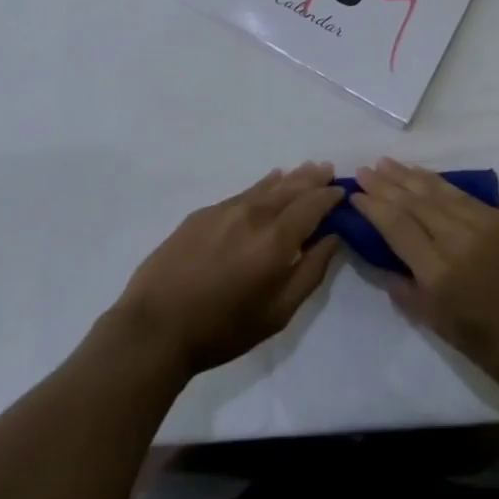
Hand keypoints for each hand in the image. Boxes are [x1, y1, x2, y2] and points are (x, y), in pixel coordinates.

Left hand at [113, 164, 343, 376]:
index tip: (342, 190)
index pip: (312, 206)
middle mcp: (254, 215)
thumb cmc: (223, 329)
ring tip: (306, 169)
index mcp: (276, 240)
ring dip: (290, 177)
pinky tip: (269, 182)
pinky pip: (243, 192)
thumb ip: (310, 272)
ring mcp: (226, 210)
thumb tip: (333, 238)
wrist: (156, 327)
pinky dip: (262, 185)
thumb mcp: (278, 313)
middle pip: (291, 188)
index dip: (329, 196)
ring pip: (267, 186)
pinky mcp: (204, 213)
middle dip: (312, 179)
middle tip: (328, 169)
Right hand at [351, 159, 498, 390]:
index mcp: (440, 272)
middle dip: (385, 184)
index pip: (397, 227)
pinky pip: (460, 194)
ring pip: (436, 192)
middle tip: (363, 170)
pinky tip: (423, 176)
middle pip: (413, 202)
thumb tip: (385, 267)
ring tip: (385, 163)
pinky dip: (437, 182)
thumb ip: (410, 295)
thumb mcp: (444, 330)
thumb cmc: (498, 348)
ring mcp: (482, 224)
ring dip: (408, 176)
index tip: (355, 194)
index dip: (373, 207)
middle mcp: (458, 239)